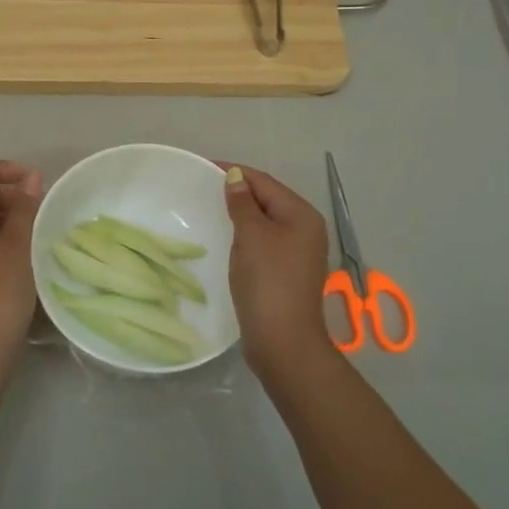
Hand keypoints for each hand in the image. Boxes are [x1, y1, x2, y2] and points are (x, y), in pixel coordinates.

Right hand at [221, 164, 332, 370]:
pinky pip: (264, 241)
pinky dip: (246, 235)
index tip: (203, 168)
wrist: (283, 340)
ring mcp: (298, 252)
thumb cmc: (267, 281)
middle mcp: (306, 229)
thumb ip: (242, 203)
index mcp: (301, 214)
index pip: (264, 182)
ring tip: (210, 210)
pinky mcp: (287, 271)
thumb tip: (235, 177)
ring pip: (265, 221)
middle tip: (203, 189)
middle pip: (267, 199)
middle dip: (238, 192)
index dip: (235, 172)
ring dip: (241, 214)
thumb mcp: (251, 236)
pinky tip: (227, 239)